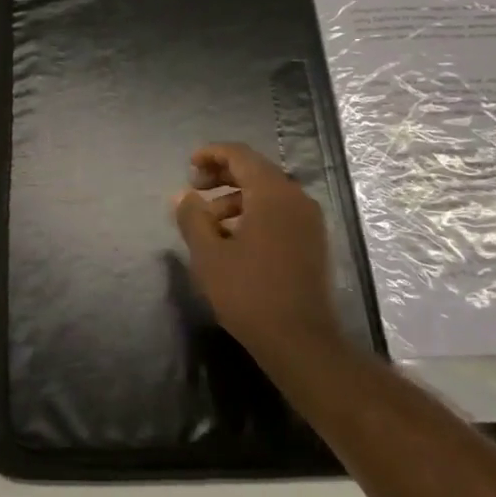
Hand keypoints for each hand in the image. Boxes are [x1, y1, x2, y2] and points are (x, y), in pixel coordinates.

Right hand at [173, 142, 343, 366]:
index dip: (211, 154)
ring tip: (208, 223)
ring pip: (267, 194)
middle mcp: (296, 198)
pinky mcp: (313, 241)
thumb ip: (192, 217)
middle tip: (194, 190)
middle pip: (256, 171)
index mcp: (272, 193)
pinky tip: (233, 240)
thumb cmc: (249, 294)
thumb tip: (182, 195)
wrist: (301, 342)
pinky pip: (280, 212)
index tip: (188, 166)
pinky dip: (254, 214)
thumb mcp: (209, 255)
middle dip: (222, 176)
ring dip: (235, 198)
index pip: (240, 155)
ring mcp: (309, 220)